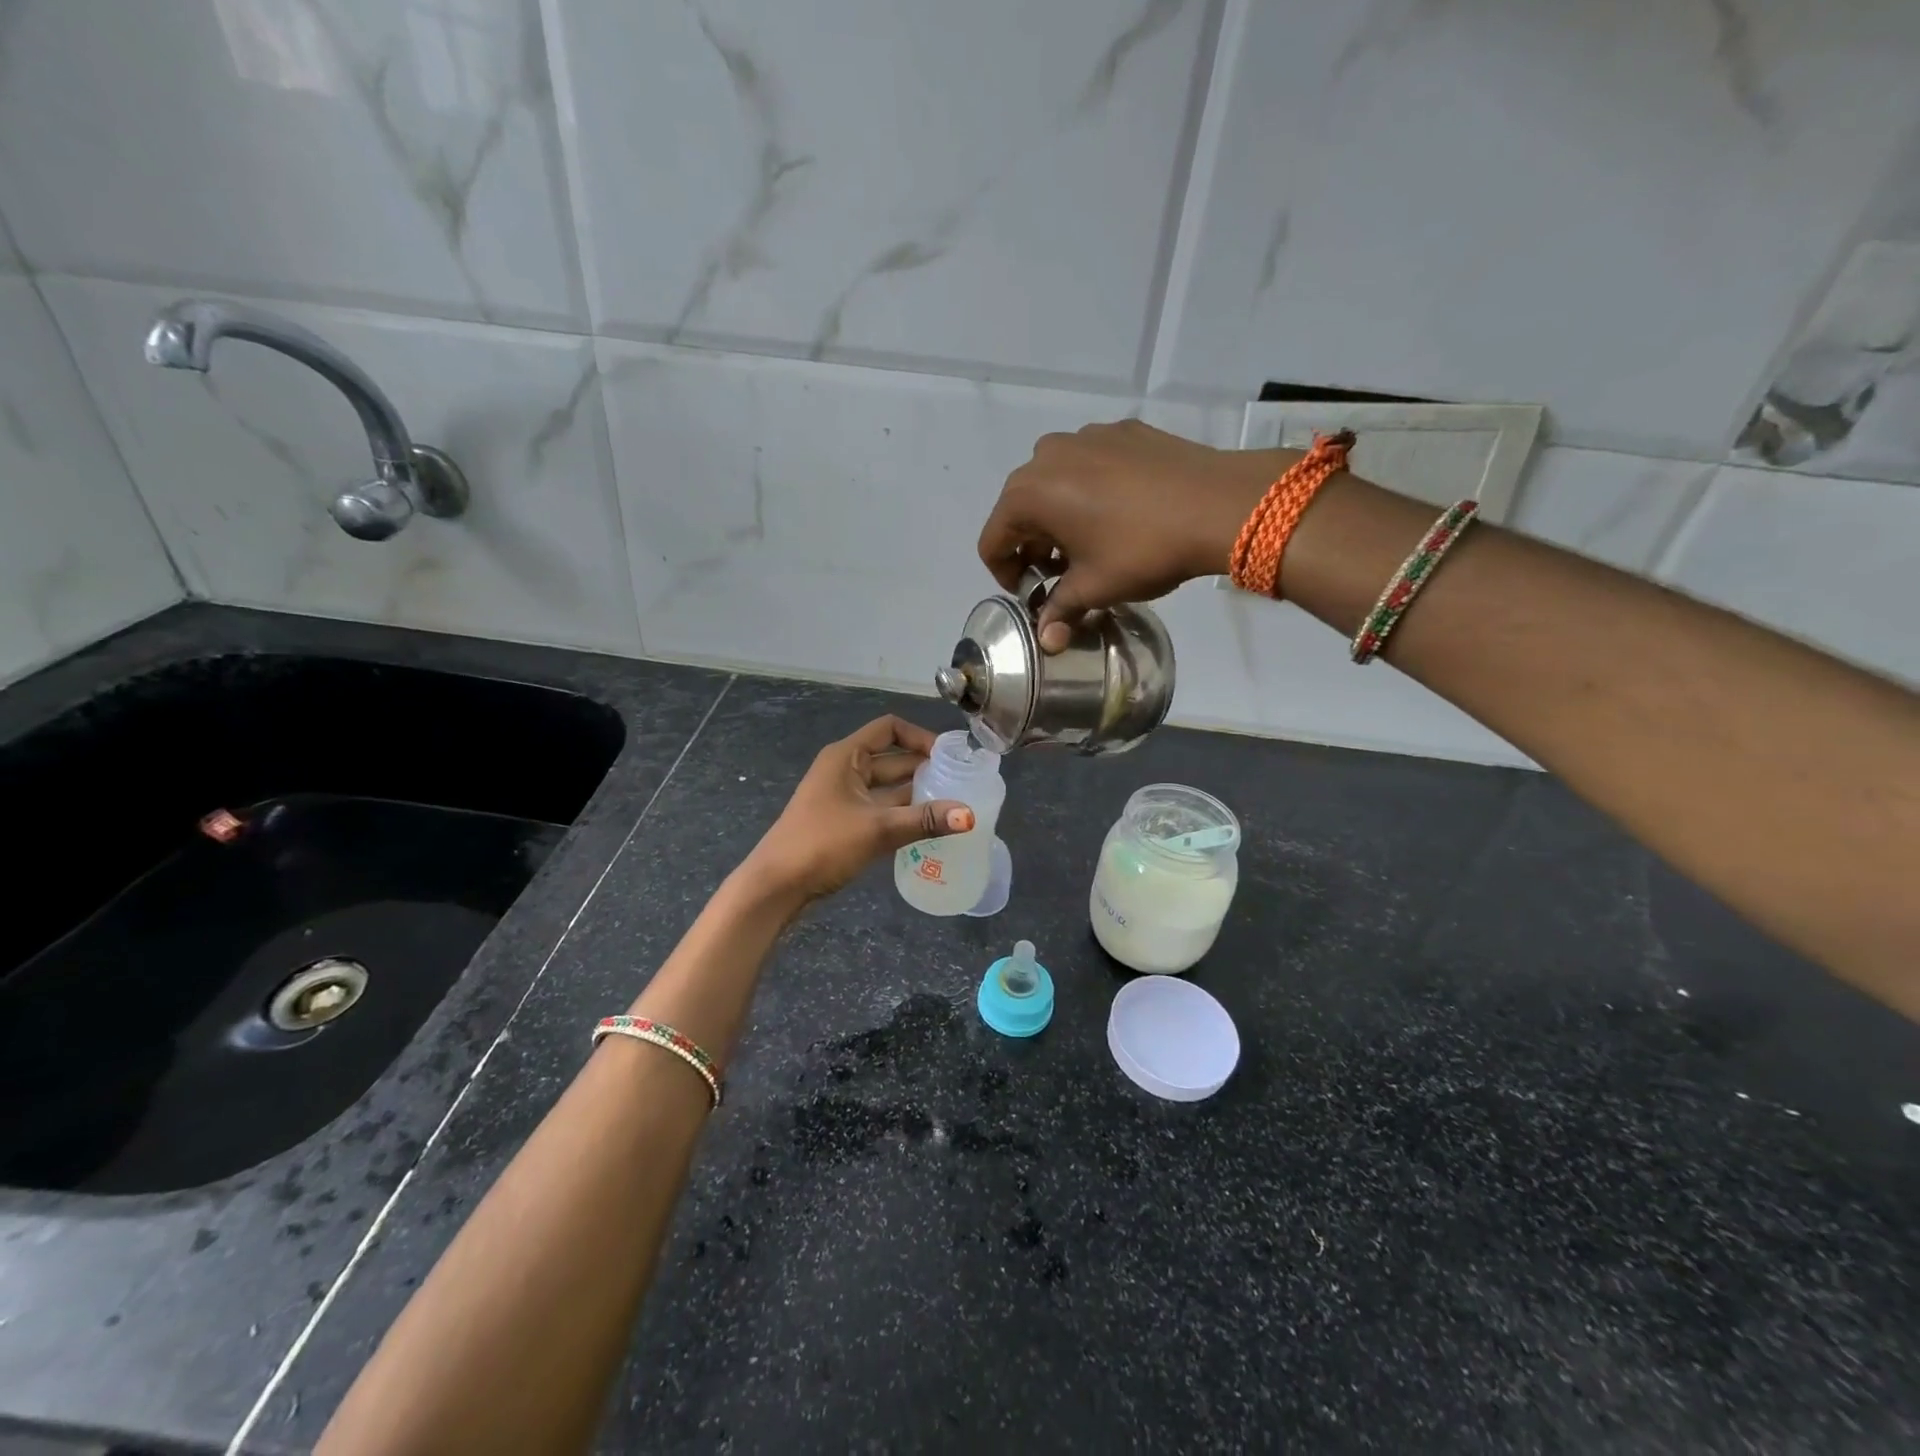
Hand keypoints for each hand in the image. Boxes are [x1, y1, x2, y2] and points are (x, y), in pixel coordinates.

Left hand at [744, 716, 975, 903]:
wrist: (776, 886)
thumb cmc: (822, 844)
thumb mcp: (877, 829)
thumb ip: (924, 820)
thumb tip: (969, 815)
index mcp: (847, 756)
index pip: (889, 729)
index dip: (920, 737)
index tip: (948, 757)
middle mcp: (845, 770)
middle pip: (892, 760)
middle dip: (925, 770)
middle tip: (961, 785)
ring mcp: (842, 798)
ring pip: (888, 788)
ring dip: (916, 796)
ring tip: (953, 808)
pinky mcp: (843, 824)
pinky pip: (880, 810)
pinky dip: (902, 815)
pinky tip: (928, 829)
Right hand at [977, 420, 1297, 649]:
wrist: (1219, 504)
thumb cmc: (1143, 549)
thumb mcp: (1095, 588)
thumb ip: (1060, 610)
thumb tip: (1047, 641)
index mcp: (1027, 494)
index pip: (993, 542)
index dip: (1007, 576)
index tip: (1034, 594)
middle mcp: (1046, 455)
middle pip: (1021, 510)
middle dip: (1034, 546)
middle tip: (1062, 574)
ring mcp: (1085, 436)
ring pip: (1055, 484)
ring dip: (1061, 518)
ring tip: (1092, 544)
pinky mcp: (1121, 430)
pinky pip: (1089, 466)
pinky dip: (1091, 492)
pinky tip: (1123, 514)